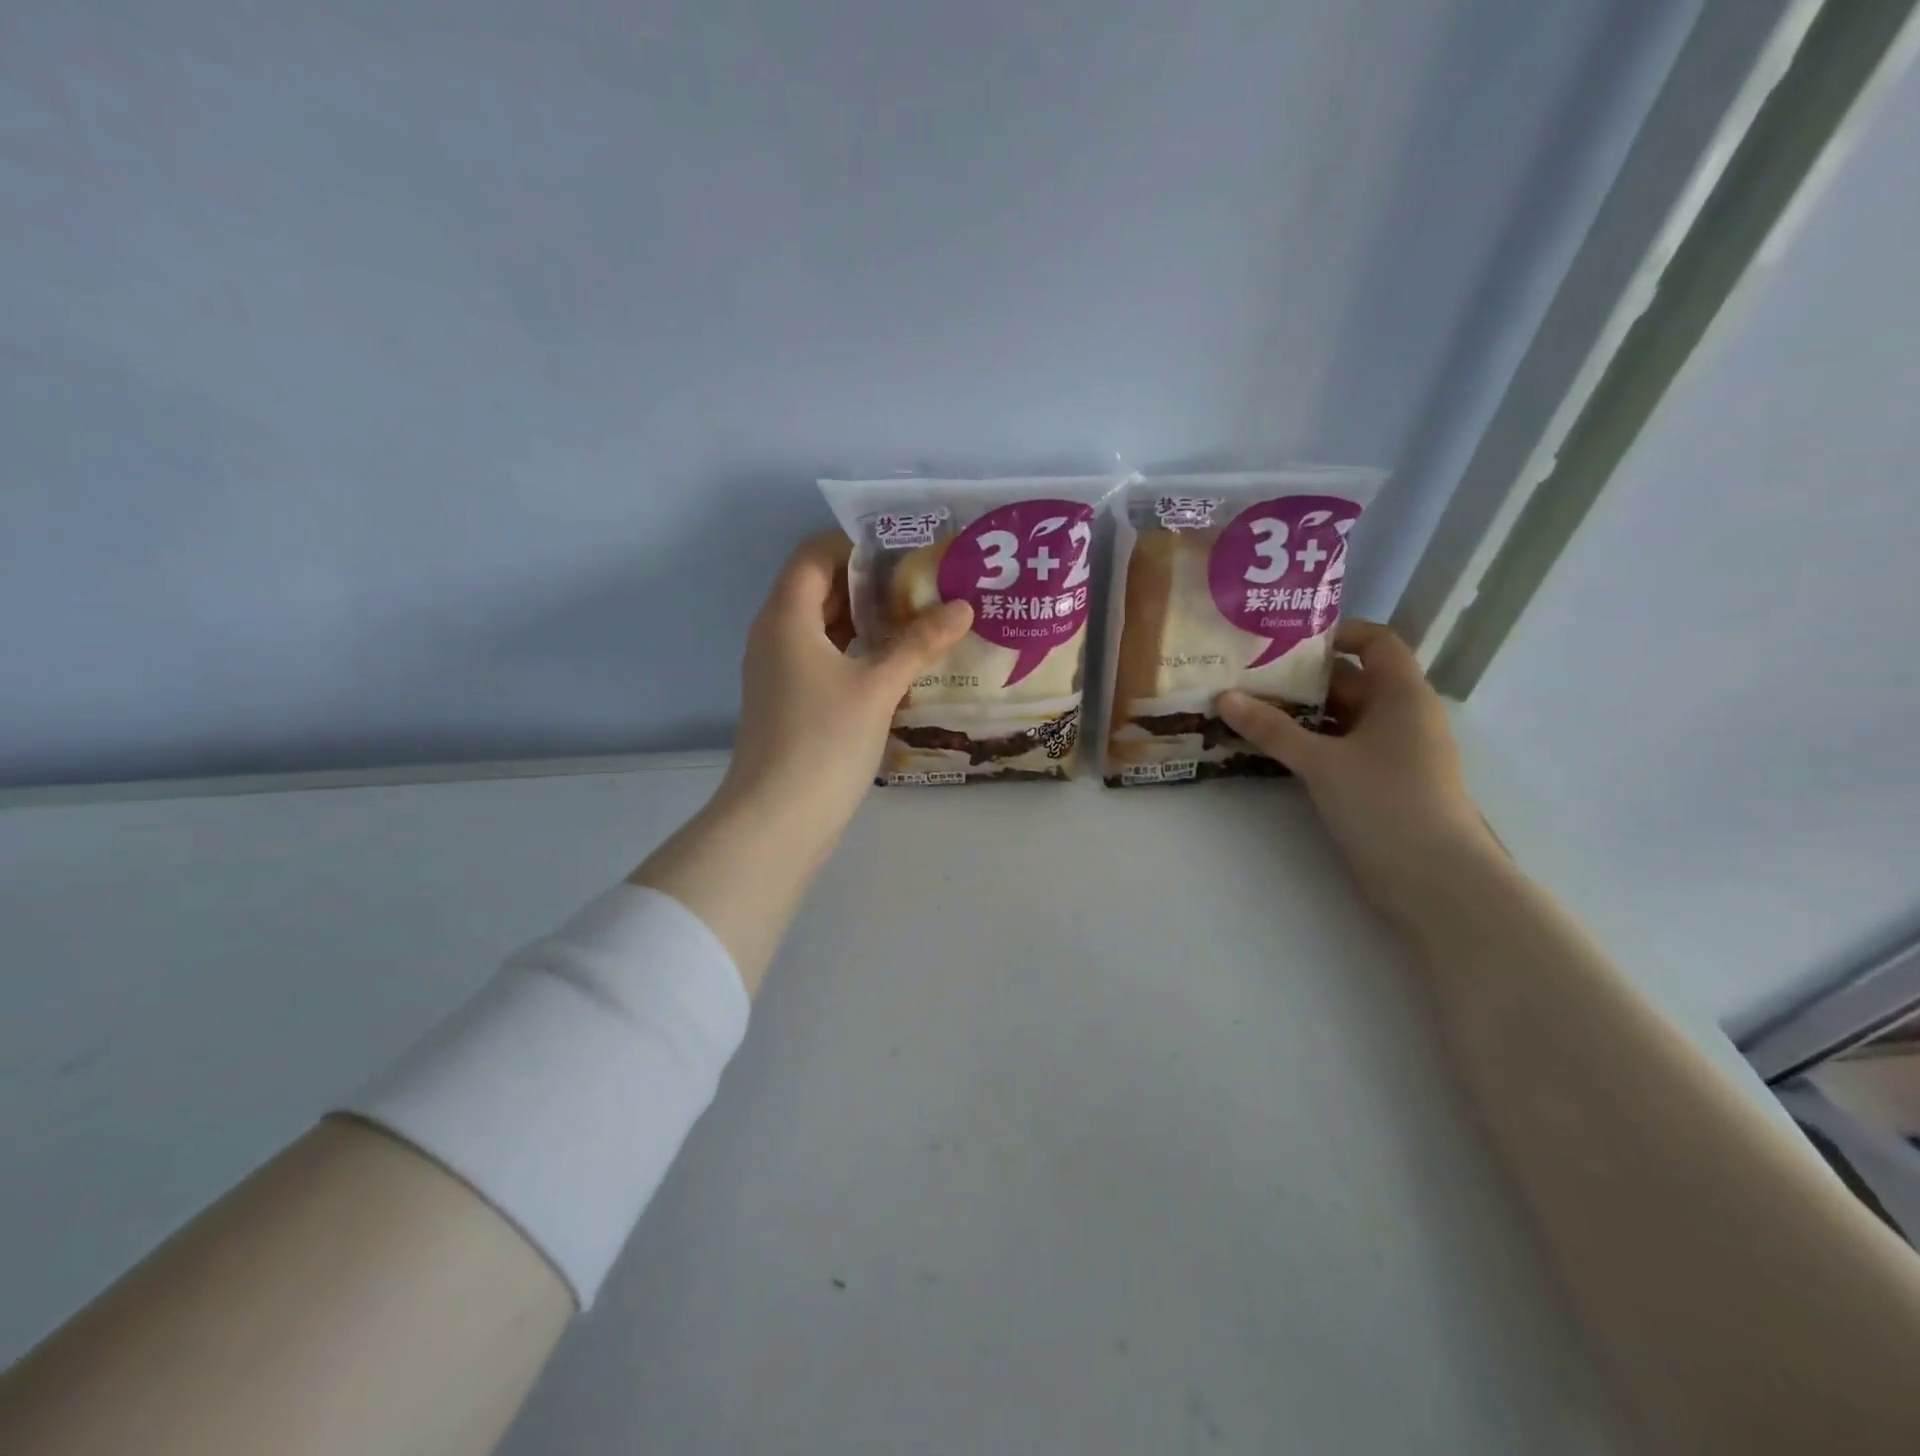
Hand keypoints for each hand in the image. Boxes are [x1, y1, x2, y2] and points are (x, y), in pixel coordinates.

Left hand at [716, 532, 972, 850]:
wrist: (778, 819)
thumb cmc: (823, 740)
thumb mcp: (877, 685)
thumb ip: (918, 642)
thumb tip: (962, 606)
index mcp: (786, 617)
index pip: (815, 554)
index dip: (857, 544)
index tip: (907, 551)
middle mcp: (776, 636)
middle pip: (821, 589)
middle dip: (872, 583)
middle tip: (927, 584)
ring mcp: (782, 672)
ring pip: (826, 628)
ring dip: (869, 621)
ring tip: (923, 619)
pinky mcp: (793, 703)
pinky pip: (827, 660)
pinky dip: (860, 654)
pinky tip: (901, 666)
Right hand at [1216, 621, 1499, 920]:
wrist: (1434, 879)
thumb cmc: (1386, 802)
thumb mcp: (1322, 762)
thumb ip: (1272, 729)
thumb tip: (1224, 697)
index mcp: (1402, 695)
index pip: (1376, 642)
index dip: (1337, 634)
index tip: (1286, 641)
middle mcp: (1401, 716)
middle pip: (1351, 681)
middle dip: (1301, 678)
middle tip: (1248, 675)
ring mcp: (1391, 752)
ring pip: (1341, 718)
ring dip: (1299, 714)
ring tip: (1247, 709)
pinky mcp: (1379, 782)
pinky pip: (1340, 748)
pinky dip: (1308, 743)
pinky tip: (1269, 748)